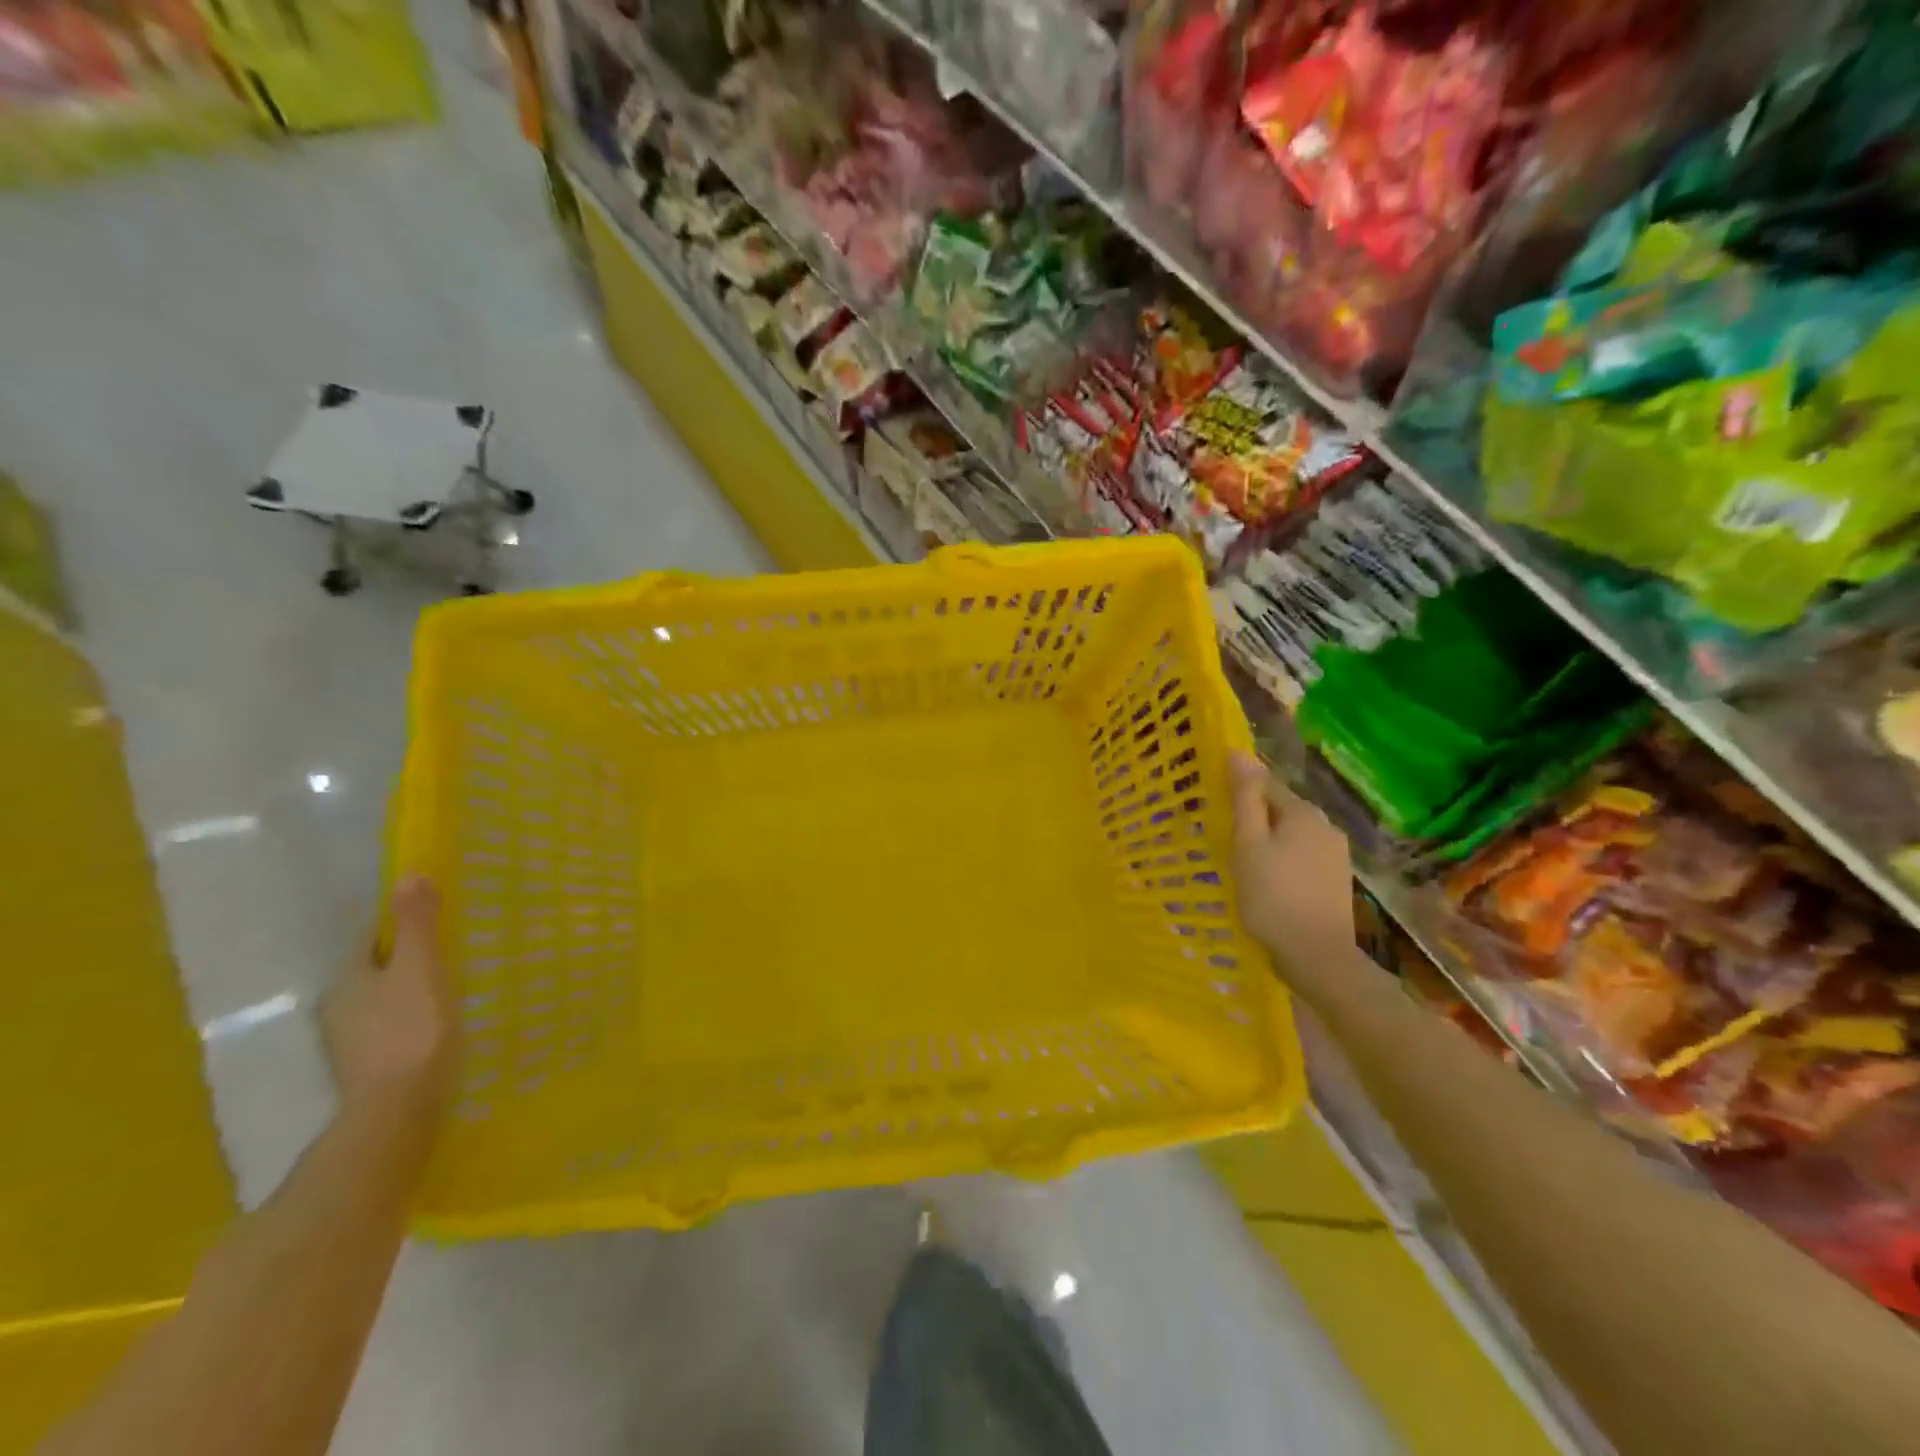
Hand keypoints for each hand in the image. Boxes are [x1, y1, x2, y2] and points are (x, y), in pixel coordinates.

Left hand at [321, 876, 455, 1132]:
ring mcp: (350, 1043)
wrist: (398, 1111)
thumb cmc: (412, 1030)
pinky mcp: (369, 1069)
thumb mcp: (420, 968)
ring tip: (448, 987)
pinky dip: (411, 1020)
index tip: (434, 919)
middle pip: (375, 970)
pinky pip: (391, 1028)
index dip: (400, 925)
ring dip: (408, 992)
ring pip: (382, 1002)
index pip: (371, 938)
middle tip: (448, 951)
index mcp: (348, 979)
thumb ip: (416, 924)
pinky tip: (436, 1026)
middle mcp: (338, 1008)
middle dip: (405, 959)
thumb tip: (408, 873)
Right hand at [1228, 751, 1356, 974]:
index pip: (1265, 784)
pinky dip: (1283, 861)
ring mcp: (1336, 854)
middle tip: (1225, 840)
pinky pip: (1302, 856)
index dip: (1239, 791)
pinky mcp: (1336, 879)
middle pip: (1281, 809)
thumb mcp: (1248, 844)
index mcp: (1304, 812)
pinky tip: (1269, 881)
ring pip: (1292, 834)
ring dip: (1269, 841)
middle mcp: (1326, 825)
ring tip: (1244, 863)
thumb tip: (1239, 752)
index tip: (1215, 808)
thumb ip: (1244, 798)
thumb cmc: (1273, 897)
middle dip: (1254, 818)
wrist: (1317, 957)